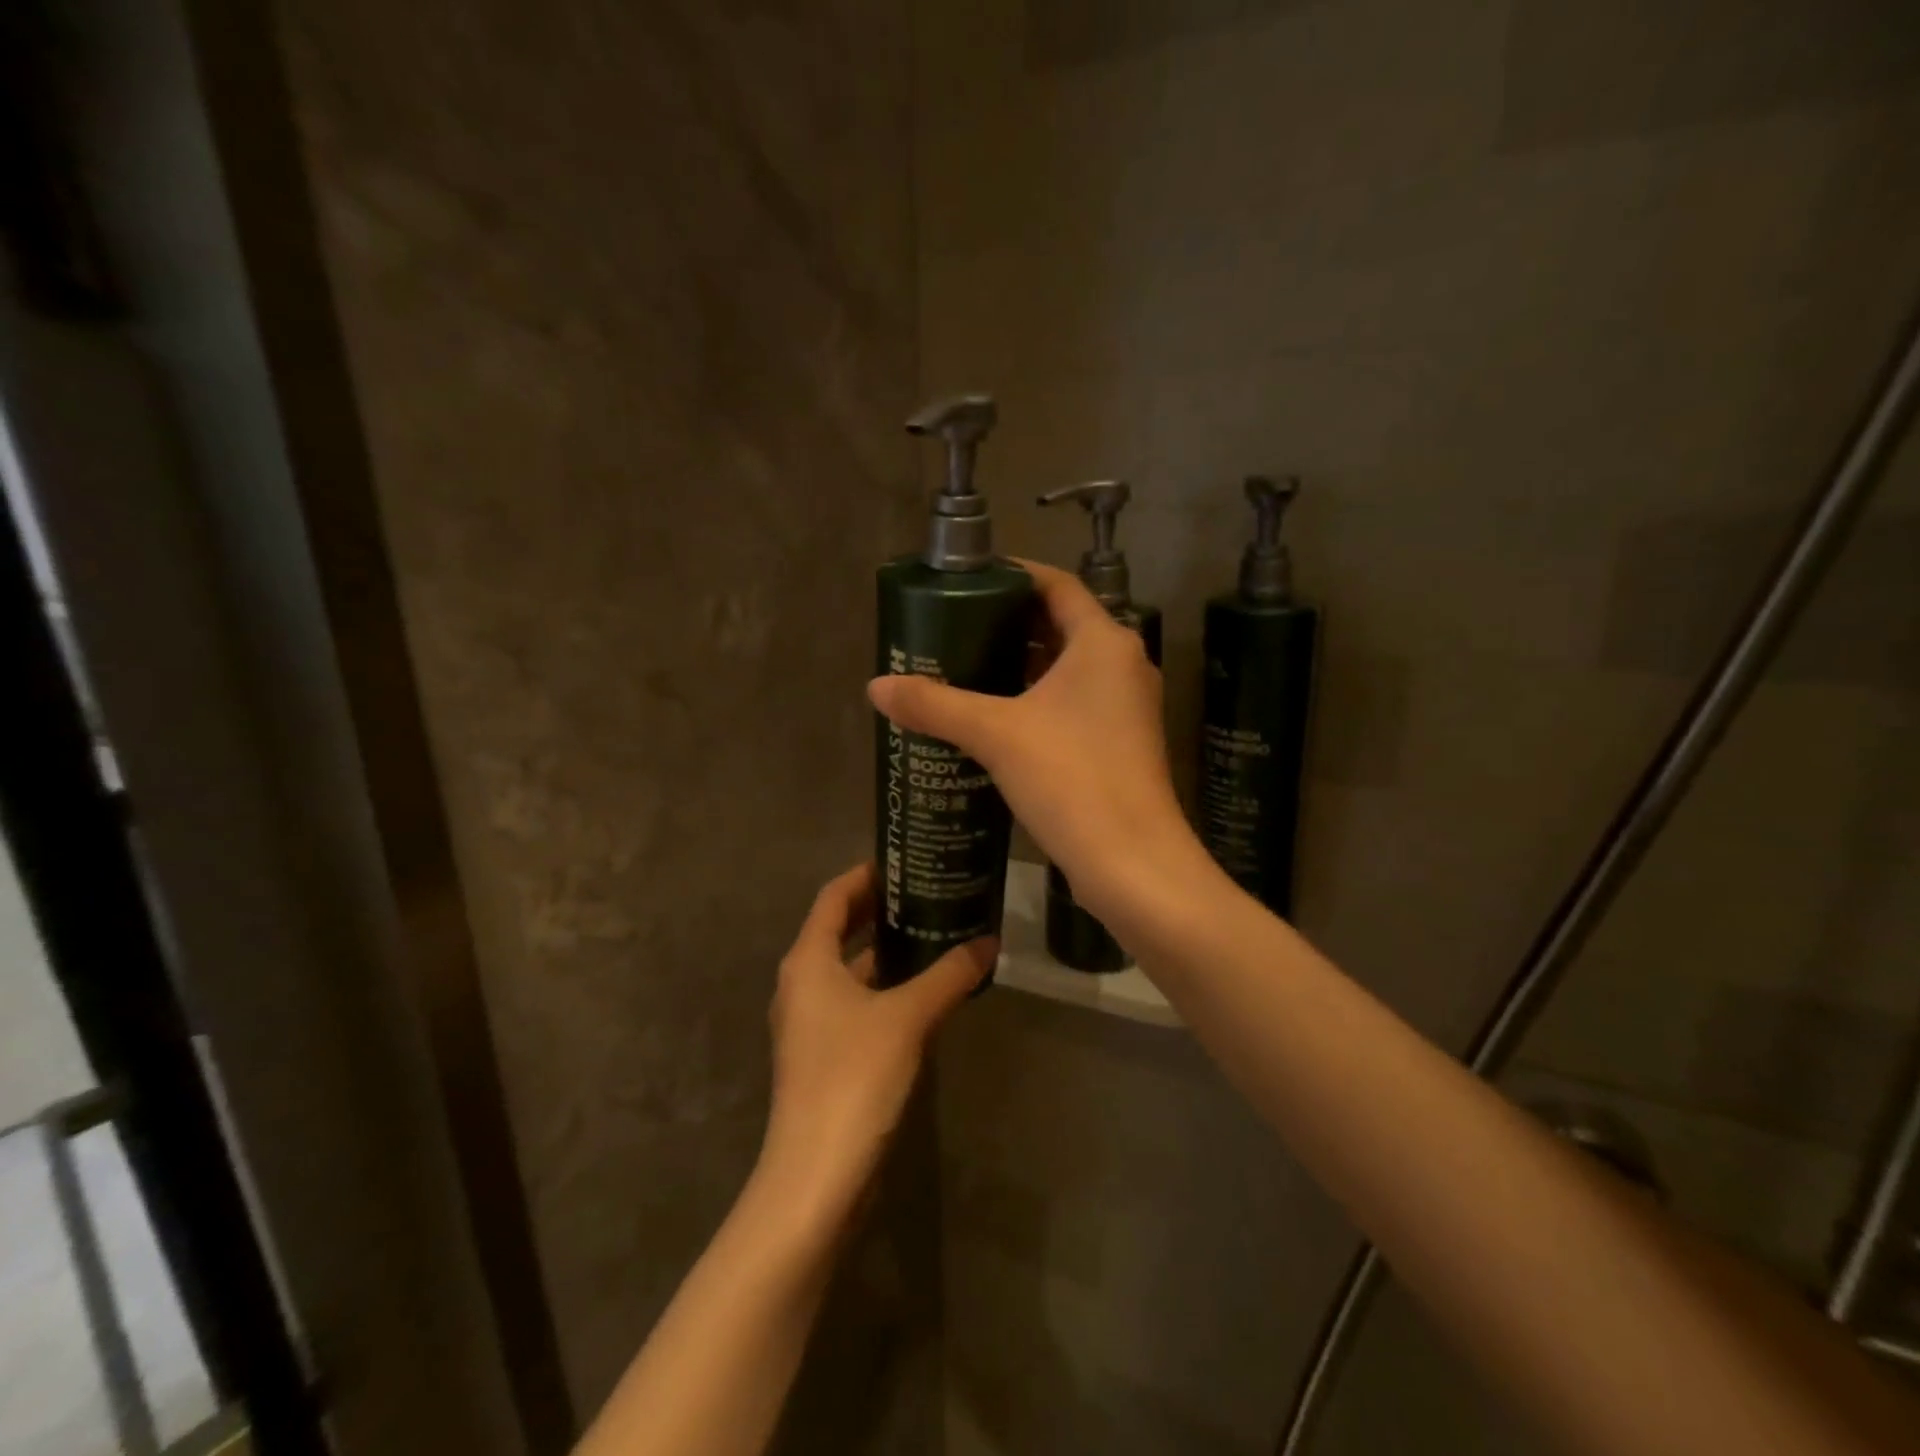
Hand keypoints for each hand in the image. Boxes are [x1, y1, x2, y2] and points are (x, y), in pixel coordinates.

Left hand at [757, 863, 992, 1229]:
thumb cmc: (854, 1077)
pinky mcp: (824, 1054)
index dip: (865, 875)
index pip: (833, 897)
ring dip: (884, 951)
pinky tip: (922, 991)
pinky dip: (883, 987)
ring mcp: (809, 1022)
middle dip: (878, 910)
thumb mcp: (907, 1017)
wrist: (816, 1175)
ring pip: (848, 969)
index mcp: (808, 961)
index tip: (903, 861)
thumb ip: (949, 976)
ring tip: (933, 933)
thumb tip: (989, 941)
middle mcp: (801, 983)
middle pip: (838, 929)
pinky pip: (854, 1002)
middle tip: (926, 892)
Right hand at [867, 560, 1203, 923]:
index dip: (1013, 576)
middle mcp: (1123, 666)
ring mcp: (1126, 708)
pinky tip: (995, 722)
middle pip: (1060, 627)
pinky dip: (1036, 703)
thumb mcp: (996, 735)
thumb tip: (876, 686)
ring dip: (1020, 668)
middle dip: (1008, 626)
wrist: (1132, 864)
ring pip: (1066, 671)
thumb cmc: (1071, 779)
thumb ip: (935, 705)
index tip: (968, 580)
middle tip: (954, 629)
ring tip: (965, 671)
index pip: (1057, 586)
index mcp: (1104, 643)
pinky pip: (1073, 706)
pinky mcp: (1121, 745)